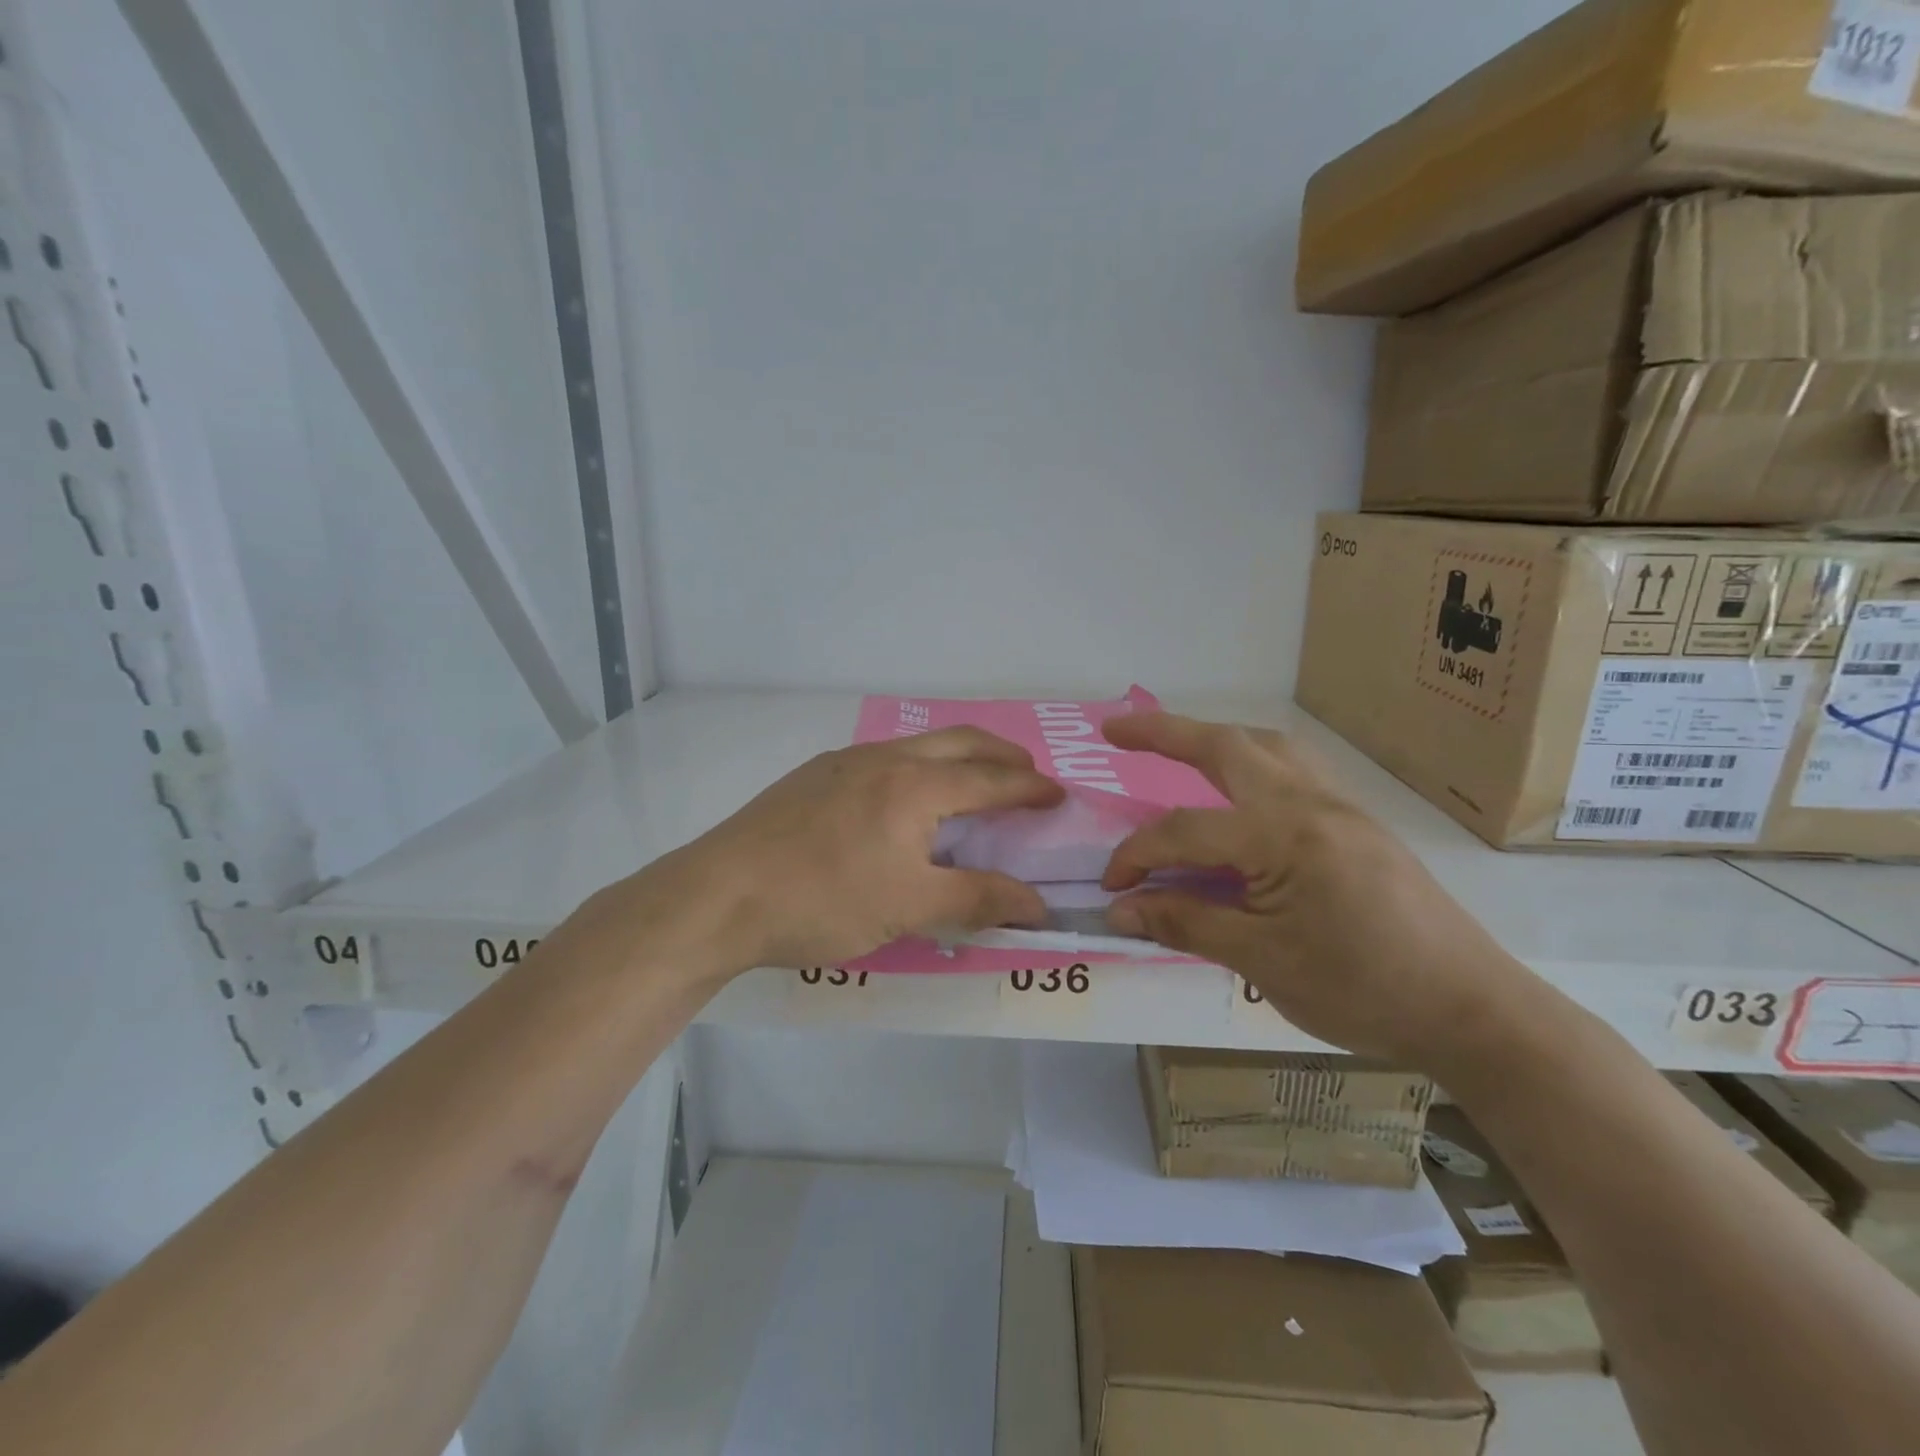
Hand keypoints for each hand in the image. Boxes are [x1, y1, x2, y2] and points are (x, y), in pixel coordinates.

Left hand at [619, 727, 1065, 975]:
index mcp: (915, 785)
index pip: (990, 779)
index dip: (1029, 788)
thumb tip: (1038, 904)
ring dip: (958, 755)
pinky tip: (904, 795)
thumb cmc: (823, 901)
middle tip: (1026, 774)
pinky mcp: (814, 775)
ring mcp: (844, 761)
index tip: (1057, 795)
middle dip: (1001, 754)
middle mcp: (885, 758)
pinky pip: (885, 757)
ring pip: (918, 745)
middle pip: (960, 742)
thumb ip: (977, 899)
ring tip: (972, 780)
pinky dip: (918, 766)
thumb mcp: (909, 907)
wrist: (720, 895)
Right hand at [1100, 713, 1540, 1070]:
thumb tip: (1120, 908)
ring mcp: (1341, 808)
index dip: (1136, 856)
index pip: (1185, 830)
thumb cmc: (1363, 990)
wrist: (1474, 1012)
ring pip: (1267, 748)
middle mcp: (1312, 802)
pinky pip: (1294, 771)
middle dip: (1164, 731)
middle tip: (1115, 730)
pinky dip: (1252, 764)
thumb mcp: (1262, 962)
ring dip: (1215, 740)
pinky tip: (1241, 795)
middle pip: (1226, 747)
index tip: (1110, 889)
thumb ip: (1185, 923)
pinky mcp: (1359, 824)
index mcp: (1285, 834)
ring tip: (1177, 749)